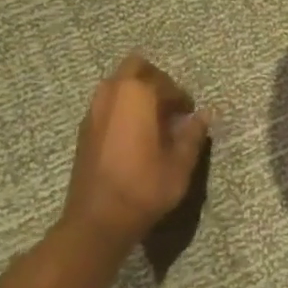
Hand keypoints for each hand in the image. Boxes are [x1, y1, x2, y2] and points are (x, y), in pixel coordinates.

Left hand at [60, 55, 211, 250]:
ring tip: (154, 121)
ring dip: (137, 93)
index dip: (181, 97)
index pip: (165, 82)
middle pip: (135, 68)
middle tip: (171, 106)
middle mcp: (111, 95)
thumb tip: (204, 116)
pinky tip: (135, 136)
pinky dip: (123, 108)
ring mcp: (93, 111)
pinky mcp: (84, 129)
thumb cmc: (144, 188)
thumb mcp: (180, 164)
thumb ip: (192, 135)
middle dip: (156, 81)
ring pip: (117, 84)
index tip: (190, 114)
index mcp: (137, 96)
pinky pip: (107, 103)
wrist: (98, 219)